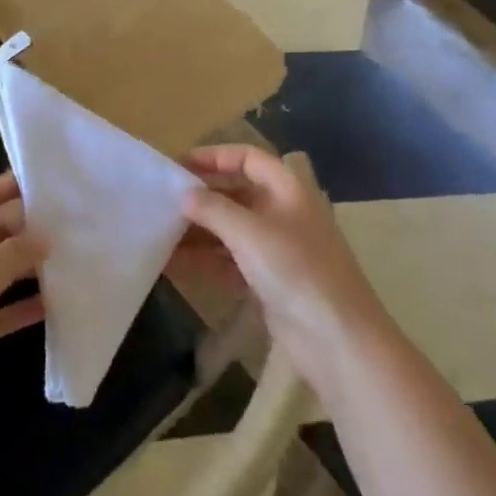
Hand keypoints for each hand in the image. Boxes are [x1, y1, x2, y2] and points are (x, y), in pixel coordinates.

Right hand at [174, 146, 388, 388]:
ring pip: (230, 229)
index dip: (213, 157)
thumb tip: (184, 195)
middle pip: (235, 194)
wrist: (337, 339)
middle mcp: (282, 213)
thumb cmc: (296, 270)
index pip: (247, 159)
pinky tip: (172, 263)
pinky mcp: (268, 280)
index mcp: (288, 189)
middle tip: (162, 202)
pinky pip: (229, 260)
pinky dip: (204, 260)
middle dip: (200, 197)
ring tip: (158, 234)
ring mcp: (276, 248)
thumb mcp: (249, 232)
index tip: (178, 166)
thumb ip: (213, 209)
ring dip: (197, 231)